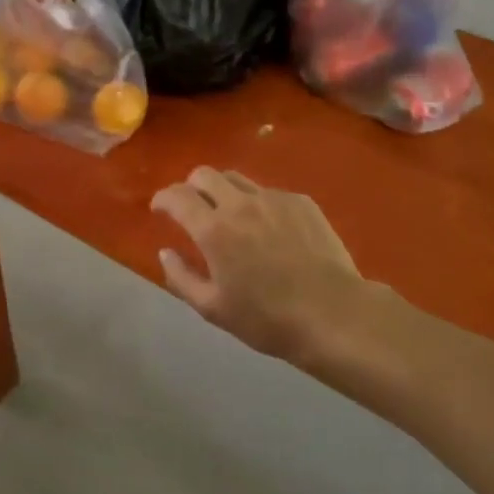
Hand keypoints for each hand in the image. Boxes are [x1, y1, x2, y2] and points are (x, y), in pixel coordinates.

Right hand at [151, 168, 365, 362]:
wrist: (334, 314)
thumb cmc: (268, 319)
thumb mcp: (213, 309)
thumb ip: (181, 277)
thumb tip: (165, 252)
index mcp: (213, 229)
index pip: (177, 195)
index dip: (162, 198)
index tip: (159, 208)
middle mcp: (240, 203)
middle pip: (204, 174)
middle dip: (190, 187)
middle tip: (193, 209)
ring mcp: (273, 198)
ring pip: (236, 179)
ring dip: (223, 191)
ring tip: (230, 216)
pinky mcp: (300, 202)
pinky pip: (268, 193)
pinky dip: (257, 204)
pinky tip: (269, 230)